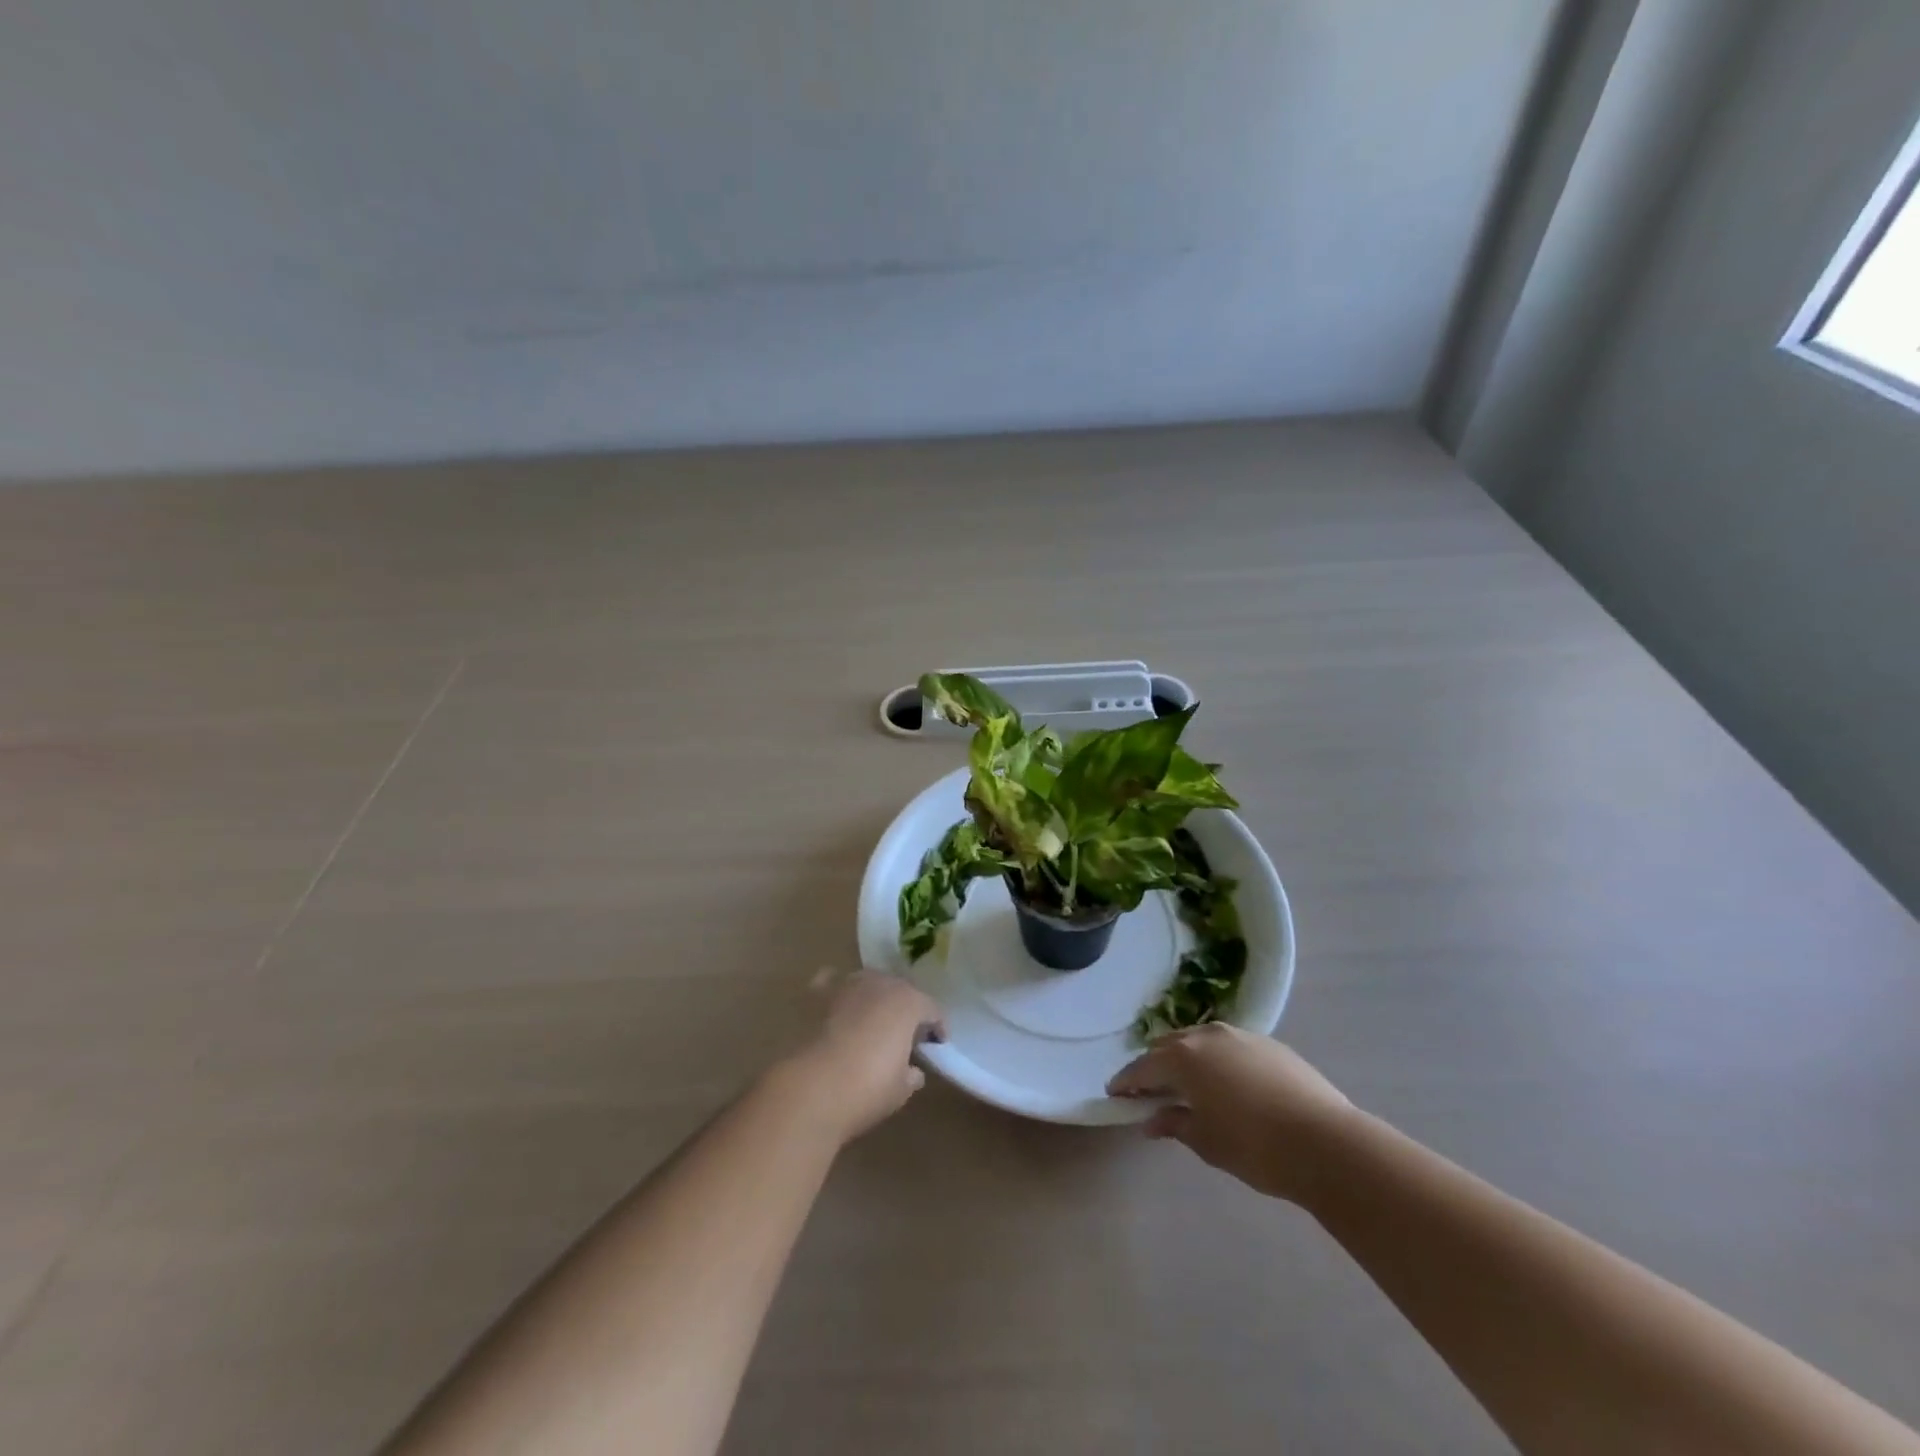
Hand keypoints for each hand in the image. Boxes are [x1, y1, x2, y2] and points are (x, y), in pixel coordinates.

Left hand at [782, 970, 945, 1142]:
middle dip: (905, 1009)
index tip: (936, 1044)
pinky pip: (833, 983)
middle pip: (900, 990)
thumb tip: (912, 1070)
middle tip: (905, 1035)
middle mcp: (880, 983)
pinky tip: (836, 1007)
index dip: (937, 1027)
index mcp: (909, 1002)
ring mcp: (847, 984)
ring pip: (868, 983)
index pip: (931, 1009)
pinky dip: (838, 992)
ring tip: (870, 1022)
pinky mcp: (817, 993)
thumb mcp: (901, 1089)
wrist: (812, 1087)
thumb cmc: (866, 1089)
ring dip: (874, 999)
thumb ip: (912, 1074)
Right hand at [1107, 1024, 1353, 1202]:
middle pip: (1169, 1046)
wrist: (1327, 1143)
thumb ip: (1175, 1124)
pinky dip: (1217, 1061)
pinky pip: (1229, 1046)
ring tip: (1187, 1085)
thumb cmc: (1255, 1146)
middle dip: (1155, 1066)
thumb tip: (1152, 1120)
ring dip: (1187, 1059)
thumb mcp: (1206, 1142)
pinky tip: (1227, 1084)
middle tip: (1149, 1091)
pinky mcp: (1269, 1044)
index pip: (1143, 1067)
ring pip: (1200, 1041)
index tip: (1114, 1093)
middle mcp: (1207, 1036)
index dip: (1126, 1081)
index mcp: (1184, 1057)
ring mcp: (1240, 1035)